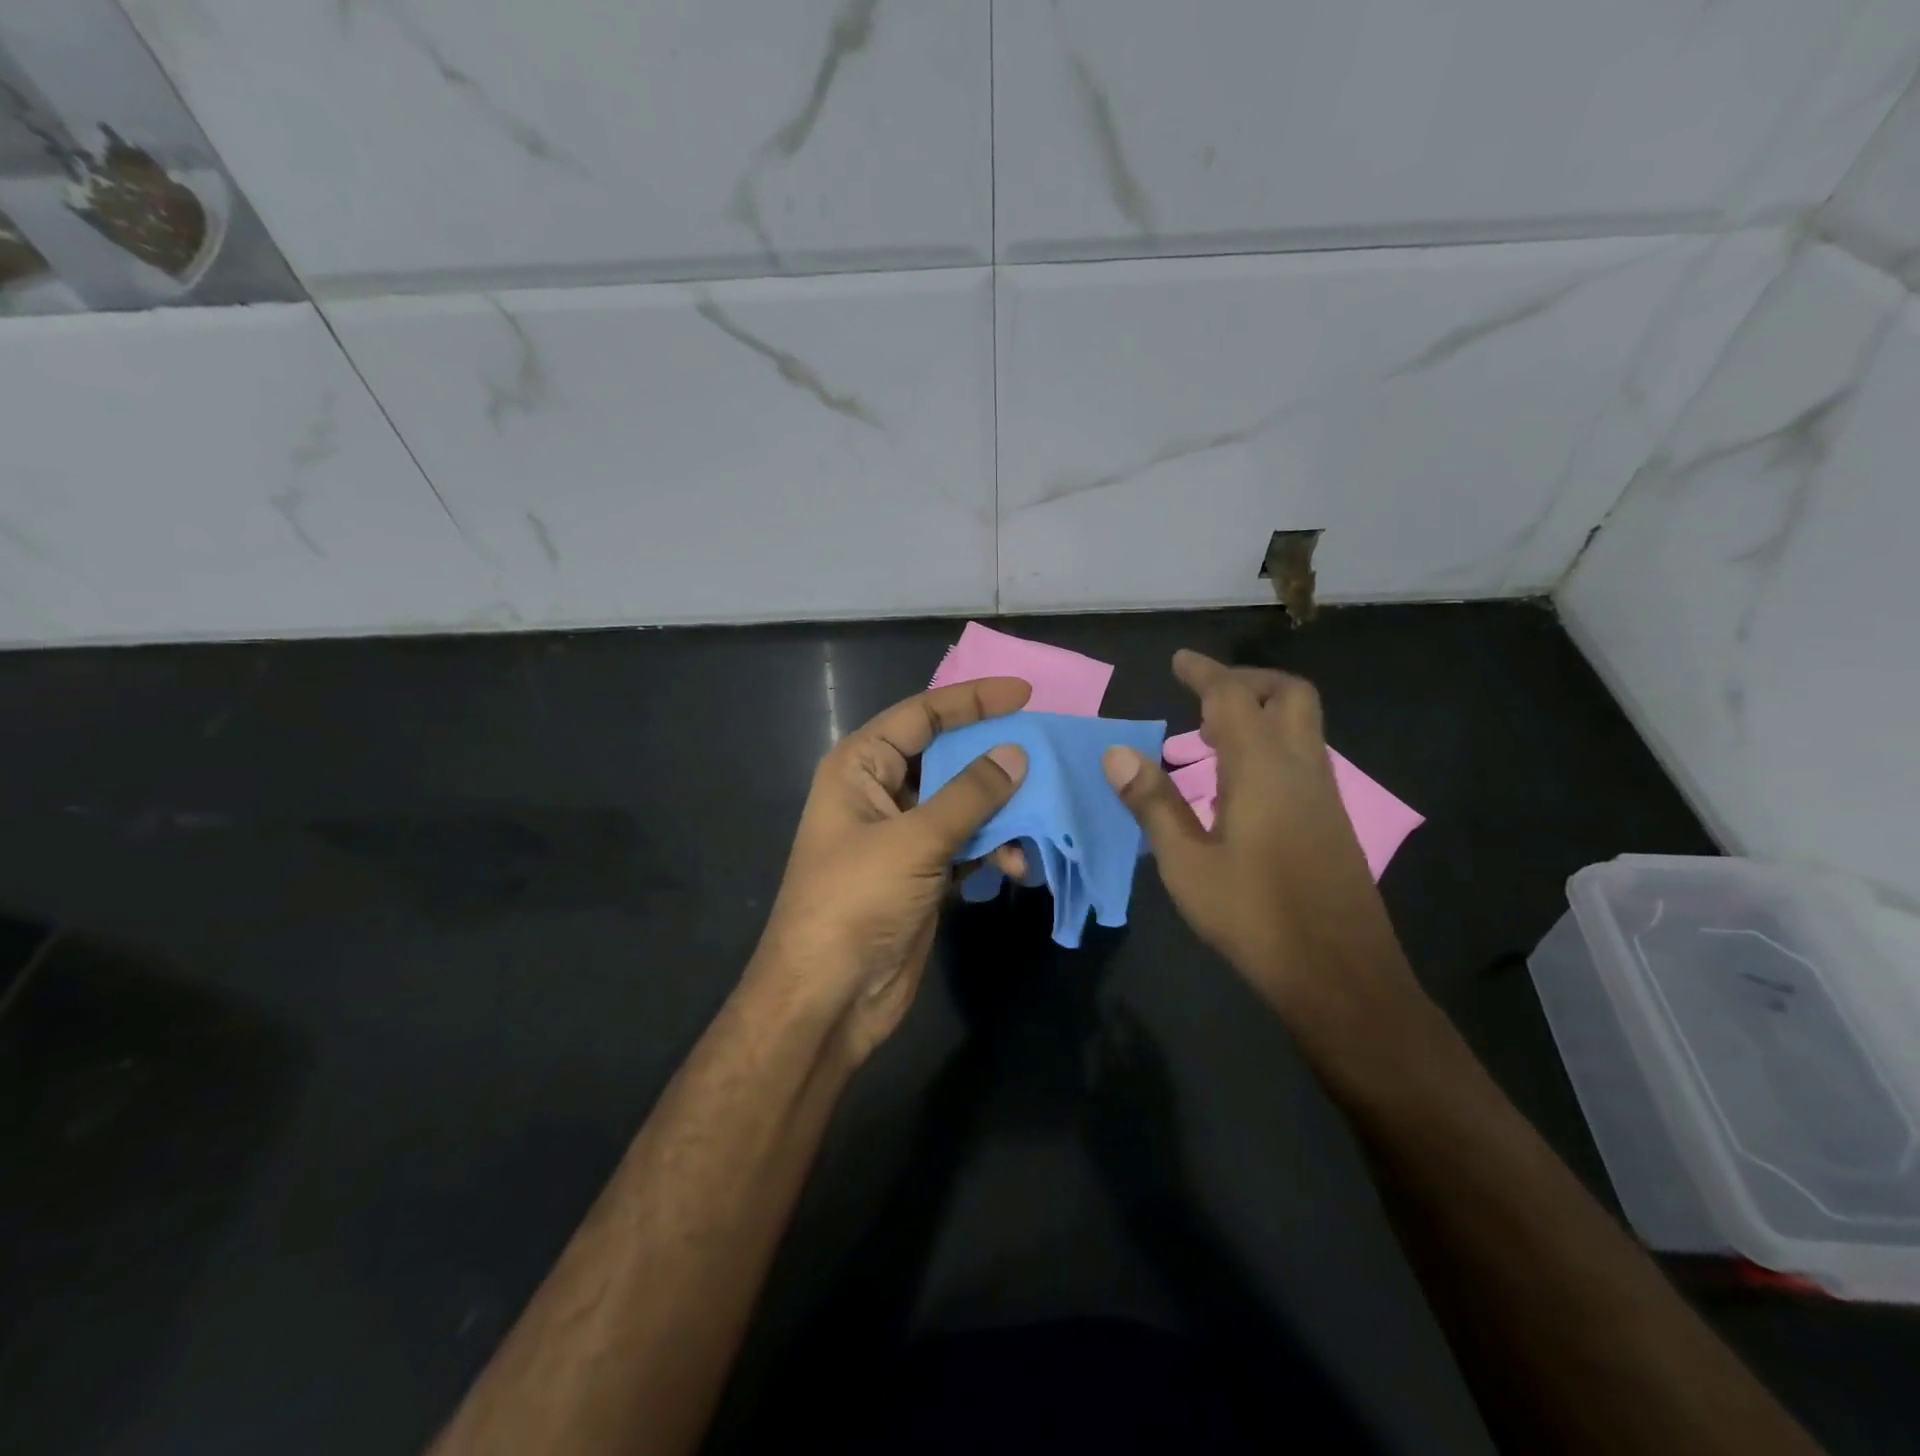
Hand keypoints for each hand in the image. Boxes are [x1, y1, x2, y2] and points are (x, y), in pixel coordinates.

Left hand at [749, 677, 1031, 1062]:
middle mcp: (880, 793)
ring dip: (1001, 811)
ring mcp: (903, 836)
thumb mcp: (914, 840)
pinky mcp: (922, 874)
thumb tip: (1016, 753)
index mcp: (861, 767)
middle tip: (1047, 752)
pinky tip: (1018, 865)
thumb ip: (969, 795)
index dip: (972, 701)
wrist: (828, 997)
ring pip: (963, 804)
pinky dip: (993, 849)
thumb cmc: (856, 902)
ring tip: (1041, 818)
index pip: (921, 715)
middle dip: (994, 757)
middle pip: (946, 757)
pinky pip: (966, 845)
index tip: (1024, 695)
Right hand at [1101, 651, 1415, 1027]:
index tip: (1179, 660)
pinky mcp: (1332, 821)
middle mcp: (1302, 769)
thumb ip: (1153, 804)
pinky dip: (1271, 745)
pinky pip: (1303, 758)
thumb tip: (1116, 753)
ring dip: (1260, 714)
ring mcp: (1324, 795)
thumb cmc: (1254, 917)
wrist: (1340, 975)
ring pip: (1302, 726)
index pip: (1234, 698)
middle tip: (1203, 697)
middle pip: (1290, 696)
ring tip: (1210, 737)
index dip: (1205, 672)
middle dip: (1247, 682)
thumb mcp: (1186, 864)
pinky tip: (1238, 784)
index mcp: (1263, 770)